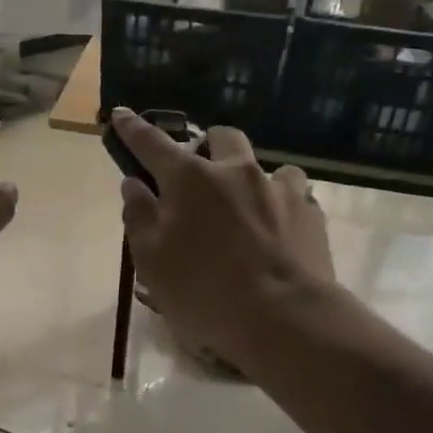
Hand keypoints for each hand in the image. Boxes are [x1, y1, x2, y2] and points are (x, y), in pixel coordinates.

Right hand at [113, 108, 335, 371]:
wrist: (285, 318)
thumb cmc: (205, 292)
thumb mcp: (152, 261)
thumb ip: (139, 216)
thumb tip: (135, 183)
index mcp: (190, 179)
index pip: (152, 143)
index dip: (133, 128)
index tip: (123, 115)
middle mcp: (236, 171)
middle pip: (221, 137)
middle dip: (207, 145)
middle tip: (199, 173)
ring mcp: (278, 188)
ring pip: (265, 165)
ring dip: (251, 177)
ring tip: (247, 206)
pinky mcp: (310, 212)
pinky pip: (294, 195)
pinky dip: (281, 205)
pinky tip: (279, 230)